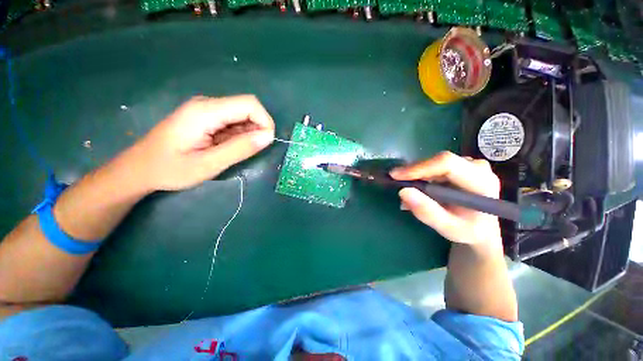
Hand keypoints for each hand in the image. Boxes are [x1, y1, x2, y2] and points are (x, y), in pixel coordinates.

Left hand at [126, 95, 274, 190]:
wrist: (139, 169)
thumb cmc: (170, 169)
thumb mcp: (209, 164)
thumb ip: (240, 149)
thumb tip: (269, 136)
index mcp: (206, 111)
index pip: (249, 104)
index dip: (264, 121)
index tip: (266, 142)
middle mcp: (207, 104)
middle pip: (247, 107)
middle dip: (257, 128)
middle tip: (249, 151)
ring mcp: (206, 110)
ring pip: (242, 115)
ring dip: (248, 133)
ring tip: (235, 152)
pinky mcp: (206, 117)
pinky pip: (233, 121)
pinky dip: (239, 135)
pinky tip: (228, 147)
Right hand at [390, 151, 501, 245]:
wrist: (481, 227)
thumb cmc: (468, 230)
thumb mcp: (448, 228)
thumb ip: (427, 212)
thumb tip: (403, 191)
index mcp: (482, 181)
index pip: (447, 164)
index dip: (419, 167)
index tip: (395, 176)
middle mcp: (477, 166)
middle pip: (437, 161)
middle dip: (413, 172)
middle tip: (396, 184)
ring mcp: (469, 163)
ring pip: (433, 162)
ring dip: (416, 175)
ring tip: (407, 191)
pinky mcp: (460, 164)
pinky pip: (434, 165)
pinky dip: (421, 175)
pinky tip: (417, 188)